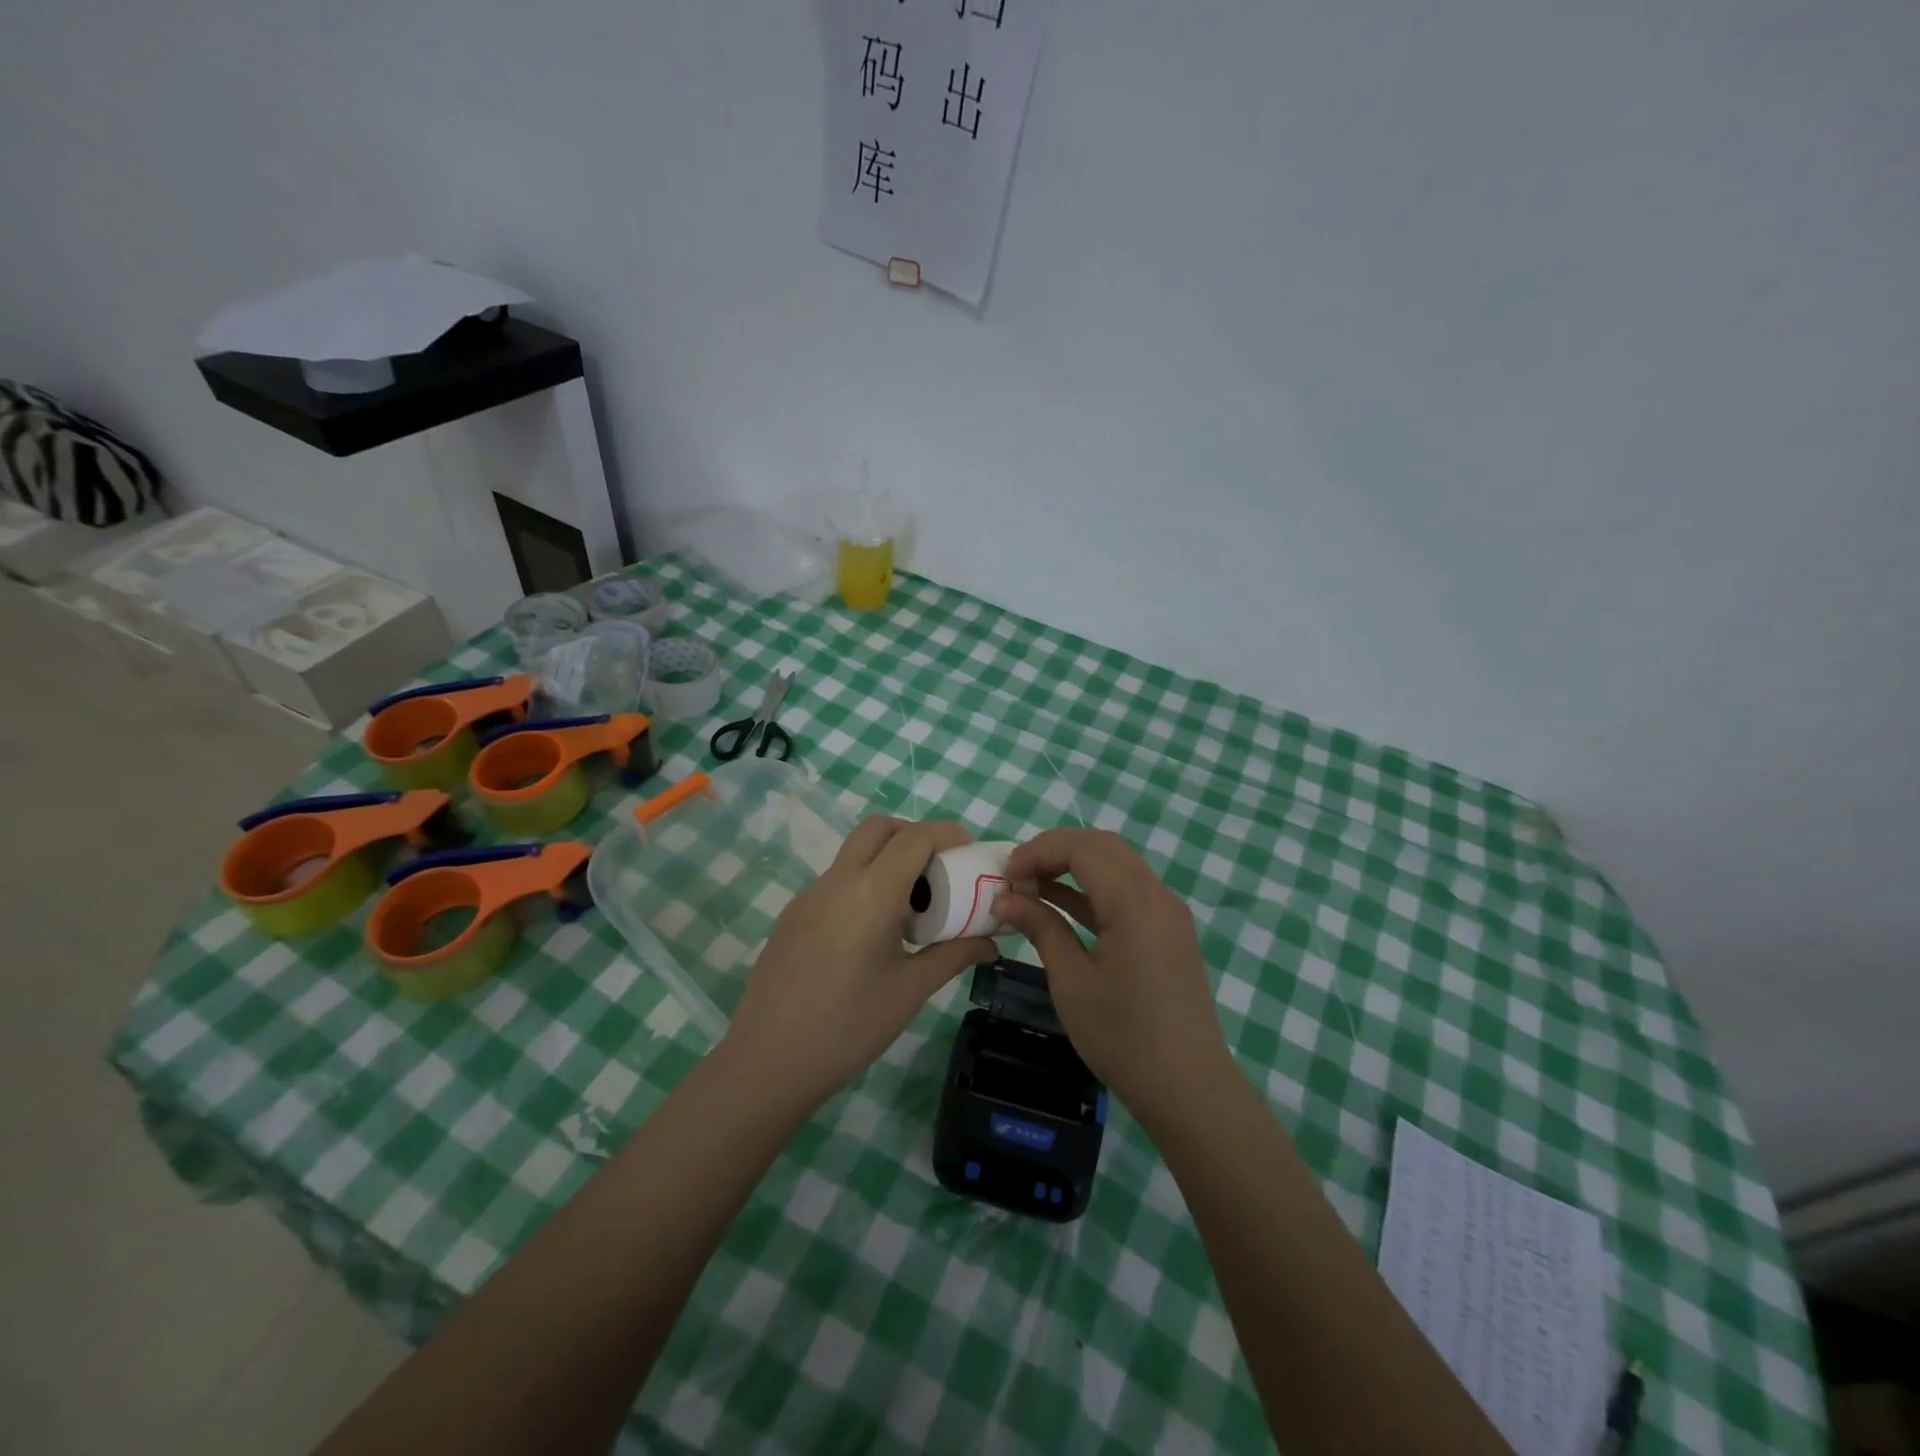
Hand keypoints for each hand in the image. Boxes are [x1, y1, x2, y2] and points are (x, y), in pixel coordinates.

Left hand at [721, 817, 997, 1109]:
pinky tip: (870, 934)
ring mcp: (808, 896)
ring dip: (886, 860)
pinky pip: (835, 882)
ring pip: (853, 854)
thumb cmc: (849, 1026)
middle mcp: (837, 881)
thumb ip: (953, 956)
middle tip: (938, 868)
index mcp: (871, 892)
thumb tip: (991, 943)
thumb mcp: (911, 990)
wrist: (768, 1062)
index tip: (969, 848)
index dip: (946, 832)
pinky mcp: (791, 916)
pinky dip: (862, 885)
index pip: (914, 838)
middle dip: (913, 834)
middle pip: (878, 829)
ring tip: (909, 907)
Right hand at [994, 829, 1233, 1124]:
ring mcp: (1168, 913)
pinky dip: (1094, 888)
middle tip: (1017, 875)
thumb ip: (1041, 928)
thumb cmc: (1123, 1038)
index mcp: (1134, 903)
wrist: (1189, 1089)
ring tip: (1031, 886)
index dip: (1039, 851)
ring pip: (1117, 864)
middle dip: (1055, 851)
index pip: (1083, 848)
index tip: (1005, 875)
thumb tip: (1004, 899)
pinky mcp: (1168, 931)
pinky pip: (1128, 890)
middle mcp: (1157, 895)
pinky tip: (1060, 904)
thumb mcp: (1071, 982)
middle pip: (1103, 846)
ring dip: (1074, 866)